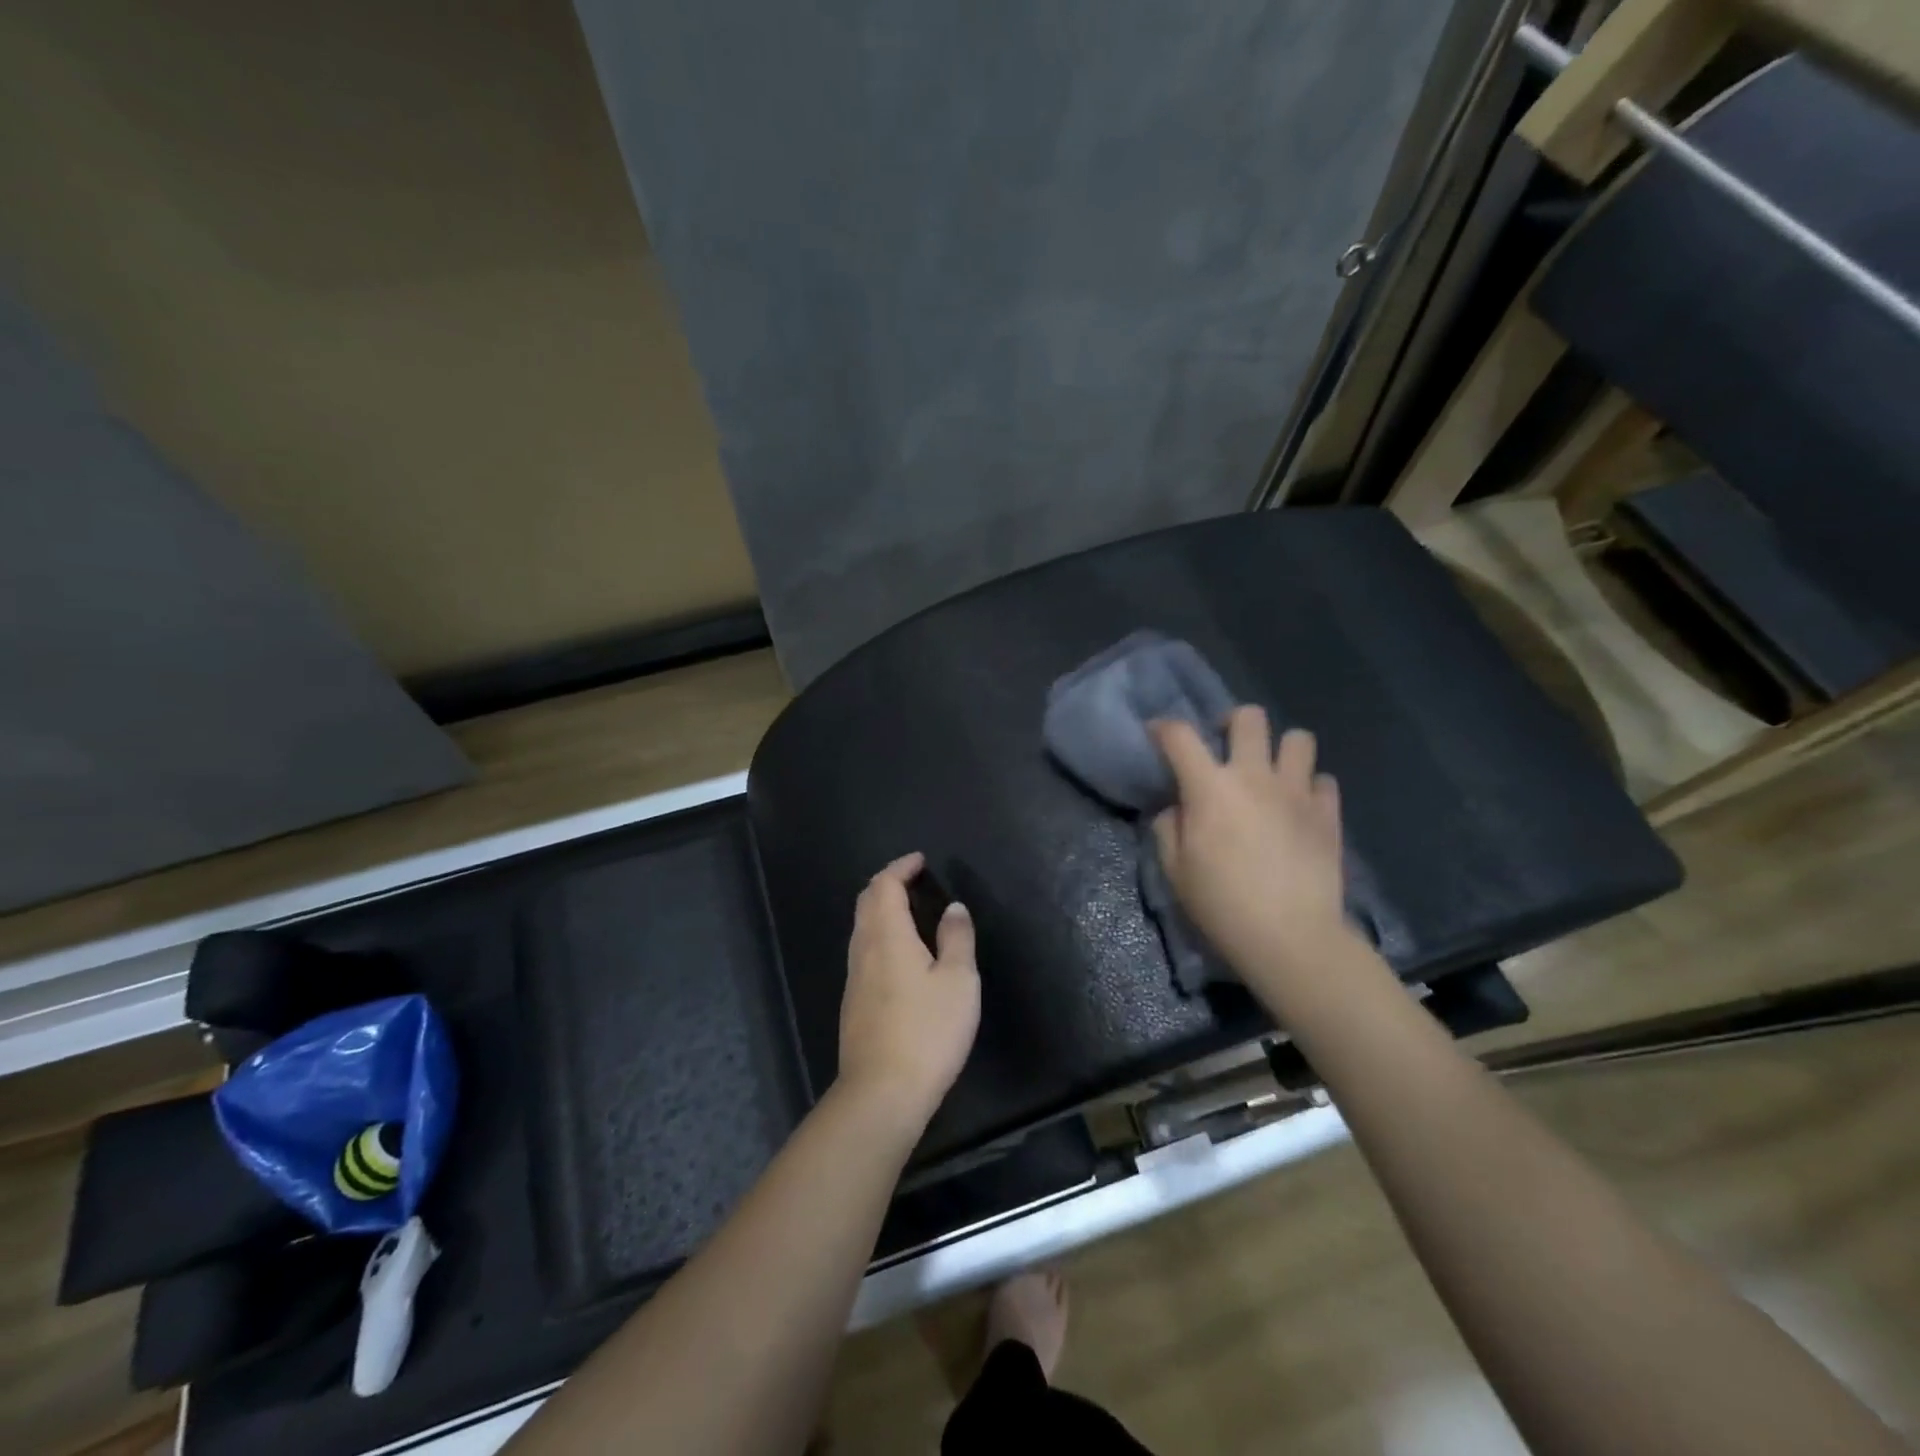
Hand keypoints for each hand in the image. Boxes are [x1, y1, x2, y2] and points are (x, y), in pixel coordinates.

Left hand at [837, 853, 980, 1129]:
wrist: (881, 1093)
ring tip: (910, 911)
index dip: (900, 868)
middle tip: (913, 880)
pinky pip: (863, 950)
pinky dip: (880, 934)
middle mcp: (863, 949)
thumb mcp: (959, 981)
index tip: (920, 861)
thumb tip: (953, 908)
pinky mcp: (853, 1002)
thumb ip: (957, 938)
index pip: (884, 885)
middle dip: (887, 883)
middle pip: (866, 901)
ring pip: (862, 927)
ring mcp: (854, 977)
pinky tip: (901, 953)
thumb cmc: (927, 1031)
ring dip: (882, 909)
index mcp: (887, 935)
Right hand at [1149, 708, 1355, 981]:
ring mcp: (1297, 791)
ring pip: (1298, 739)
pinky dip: (1310, 787)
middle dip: (1232, 722)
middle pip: (1249, 717)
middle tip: (1227, 747)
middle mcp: (1255, 776)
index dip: (1164, 728)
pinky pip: (1323, 780)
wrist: (1290, 937)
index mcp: (1210, 787)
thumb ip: (1169, 828)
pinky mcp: (1328, 813)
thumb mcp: (1175, 870)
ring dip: (1281, 750)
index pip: (1180, 736)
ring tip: (1272, 773)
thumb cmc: (1221, 904)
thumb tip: (1177, 808)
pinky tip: (1300, 807)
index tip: (1158, 735)